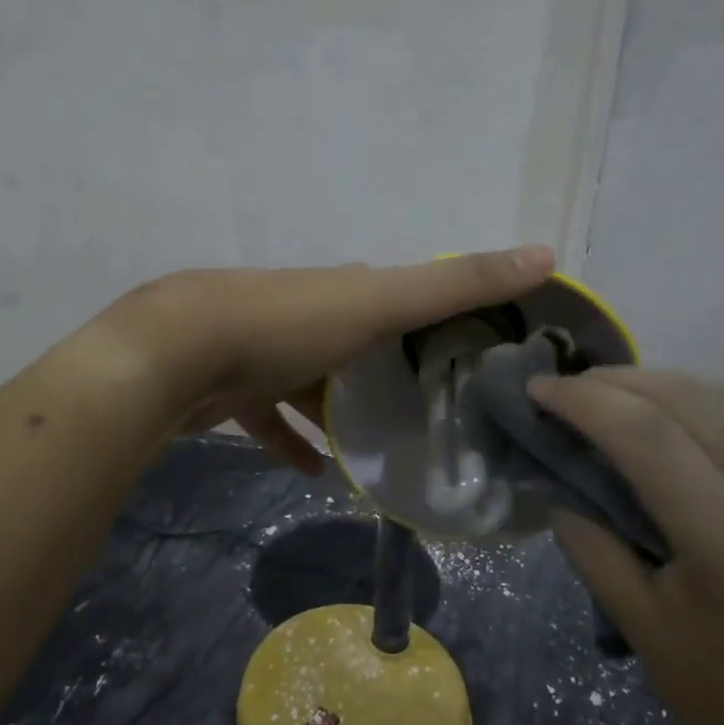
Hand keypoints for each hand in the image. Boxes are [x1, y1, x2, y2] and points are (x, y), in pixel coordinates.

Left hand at [105, 246, 556, 472]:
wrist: (176, 354)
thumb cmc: (286, 323)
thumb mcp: (380, 301)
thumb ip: (457, 284)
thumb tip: (547, 252)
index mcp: (344, 289)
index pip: (402, 296)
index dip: (439, 317)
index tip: (474, 355)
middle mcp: (307, 313)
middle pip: (359, 342)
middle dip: (390, 370)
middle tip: (431, 414)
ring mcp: (264, 350)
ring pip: (313, 382)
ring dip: (341, 411)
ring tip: (380, 447)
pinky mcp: (232, 390)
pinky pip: (270, 419)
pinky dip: (292, 442)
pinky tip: (313, 472)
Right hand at [527, 369, 723, 724]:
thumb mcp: (643, 630)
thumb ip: (591, 545)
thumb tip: (556, 486)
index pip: (642, 431)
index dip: (580, 400)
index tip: (534, 389)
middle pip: (680, 397)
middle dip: (609, 382)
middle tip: (561, 391)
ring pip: (723, 392)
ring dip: (657, 381)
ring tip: (610, 397)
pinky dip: (706, 395)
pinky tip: (678, 410)